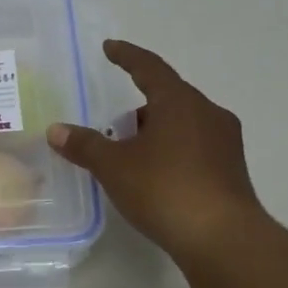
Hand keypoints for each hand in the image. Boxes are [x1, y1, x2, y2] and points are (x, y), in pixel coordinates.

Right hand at [48, 39, 263, 261]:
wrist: (222, 239)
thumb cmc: (165, 190)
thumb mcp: (114, 167)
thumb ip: (85, 146)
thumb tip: (56, 130)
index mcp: (179, 102)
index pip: (150, 67)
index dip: (127, 56)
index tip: (110, 48)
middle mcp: (208, 113)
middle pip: (169, 96)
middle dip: (140, 104)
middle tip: (114, 122)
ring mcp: (225, 142)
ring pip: (183, 123)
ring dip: (157, 129)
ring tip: (131, 152)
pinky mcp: (231, 169)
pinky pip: (195, 146)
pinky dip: (172, 150)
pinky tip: (156, 174)